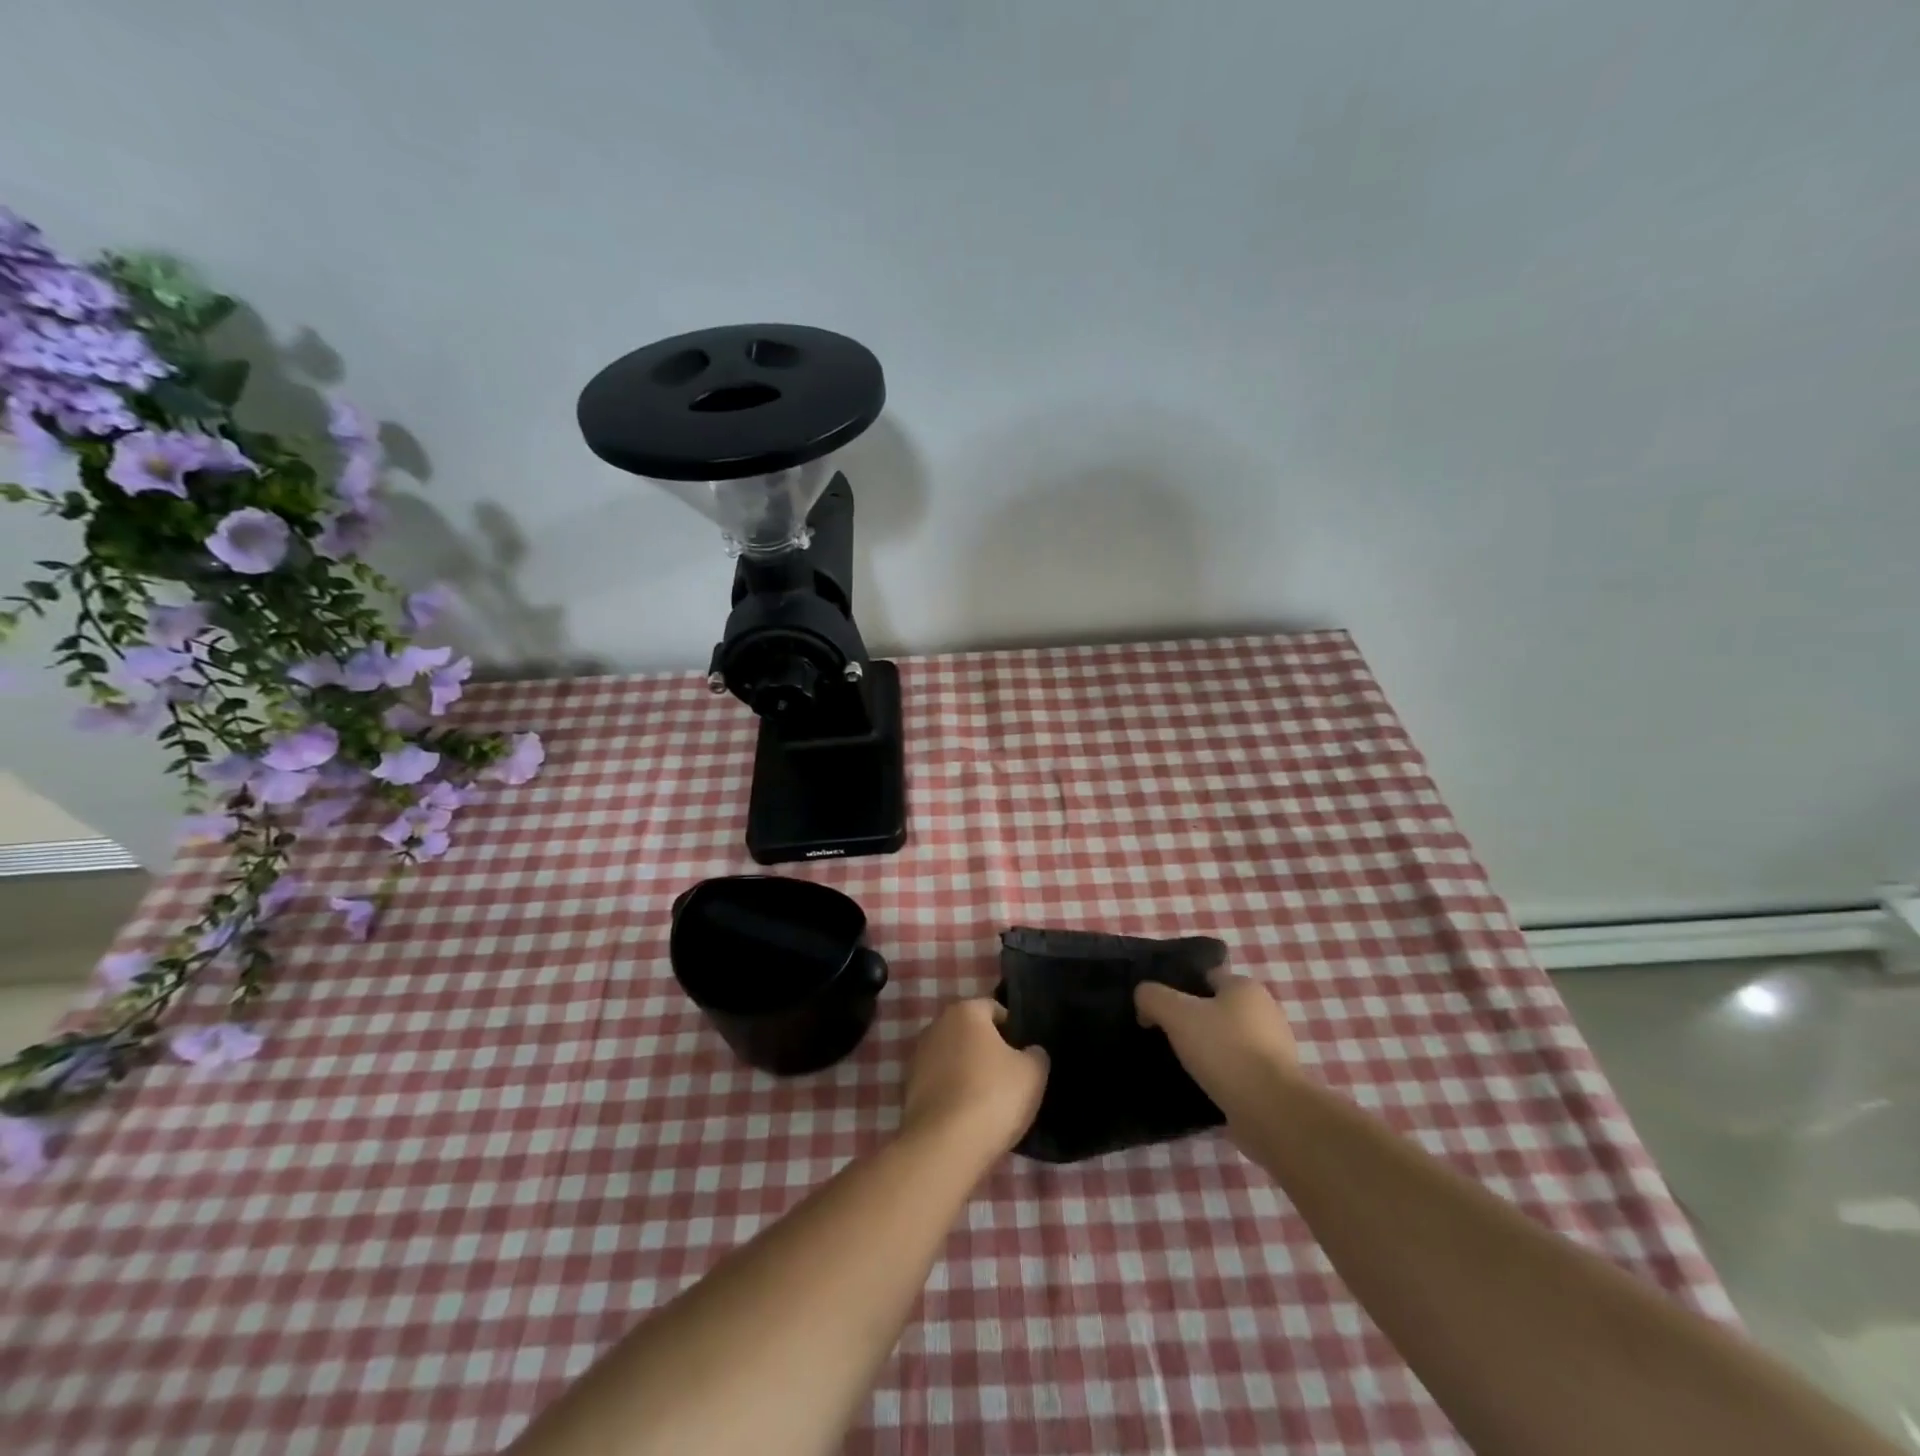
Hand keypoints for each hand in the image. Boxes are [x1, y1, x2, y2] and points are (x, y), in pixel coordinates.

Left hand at [900, 1000, 1048, 1159]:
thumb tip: (1030, 1052)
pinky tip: (968, 1116)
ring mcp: (918, 1057)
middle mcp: (937, 1026)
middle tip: (1010, 1078)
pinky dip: (953, 1093)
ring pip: (953, 1058)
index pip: (994, 1009)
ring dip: (968, 1072)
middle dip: (988, 1050)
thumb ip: (1035, 1054)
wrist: (945, 1146)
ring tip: (989, 1101)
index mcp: (966, 1011)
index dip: (1013, 1030)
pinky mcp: (908, 1089)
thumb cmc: (993, 1097)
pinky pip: (940, 1083)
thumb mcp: (1033, 1073)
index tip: (1025, 1055)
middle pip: (970, 1033)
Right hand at [1136, 969, 1300, 1115]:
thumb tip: (1144, 1001)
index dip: (1179, 988)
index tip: (1158, 1010)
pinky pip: (1238, 1069)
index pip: (1205, 976)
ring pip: (1227, 1040)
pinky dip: (1221, 1075)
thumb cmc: (1224, 1050)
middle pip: (1216, 1008)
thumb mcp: (1176, 1013)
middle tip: (1165, 1037)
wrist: (1271, 1111)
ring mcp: (1274, 1048)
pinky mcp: (1275, 1081)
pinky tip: (1202, 1086)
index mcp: (1245, 987)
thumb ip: (1152, 997)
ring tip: (1180, 1065)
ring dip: (1207, 1050)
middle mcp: (1265, 1011)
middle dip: (1193, 1021)